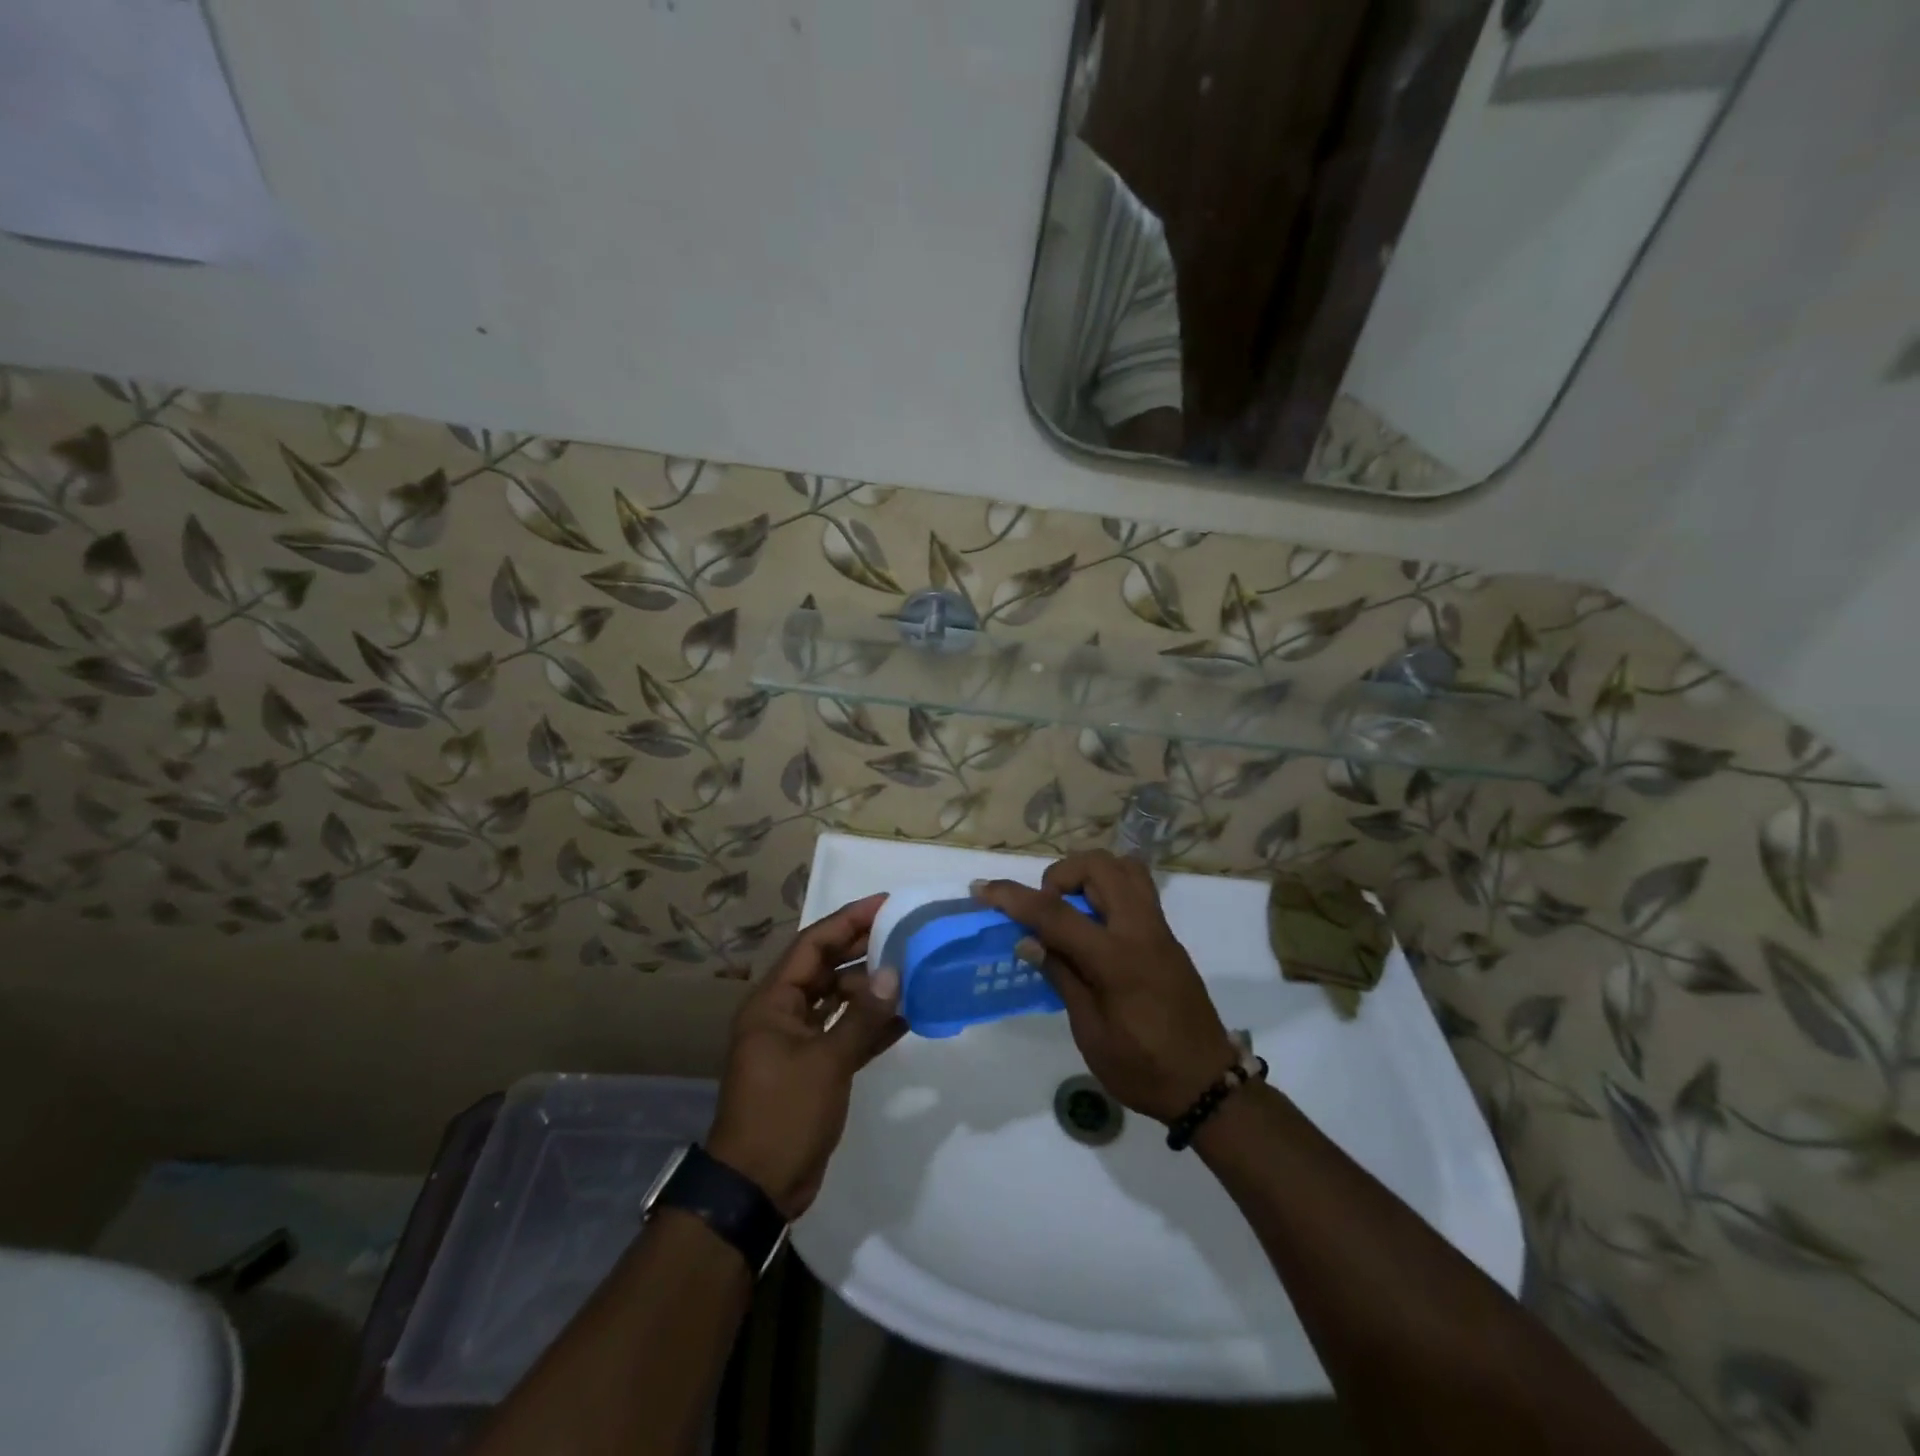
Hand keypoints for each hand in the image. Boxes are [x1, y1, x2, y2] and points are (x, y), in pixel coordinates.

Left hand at [707, 893, 905, 1219]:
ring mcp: (798, 1041)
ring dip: (871, 989)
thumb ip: (863, 1016)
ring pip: (838, 1000)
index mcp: (773, 1001)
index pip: (812, 945)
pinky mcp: (814, 1067)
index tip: (885, 904)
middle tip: (906, 934)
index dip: (848, 921)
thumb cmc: (784, 1113)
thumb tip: (895, 973)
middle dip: (864, 950)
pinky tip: (906, 1016)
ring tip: (913, 972)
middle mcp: (783, 1013)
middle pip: (826, 968)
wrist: (757, 1188)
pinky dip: (871, 1024)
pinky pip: (845, 1032)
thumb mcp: (827, 1062)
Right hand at [973, 852, 1237, 1123]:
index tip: (983, 889)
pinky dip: (1107, 889)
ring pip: (1123, 867)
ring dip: (1089, 876)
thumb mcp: (1090, 1032)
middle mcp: (1141, 930)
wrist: (1207, 1085)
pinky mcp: (1167, 936)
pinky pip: (1136, 889)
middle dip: (1060, 875)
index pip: (1056, 913)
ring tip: (1070, 912)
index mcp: (1117, 959)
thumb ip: (1061, 976)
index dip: (1014, 898)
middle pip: (1098, 866)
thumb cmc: (1142, 1068)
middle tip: (1046, 911)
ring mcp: (1159, 929)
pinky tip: (1093, 927)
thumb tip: (1028, 940)